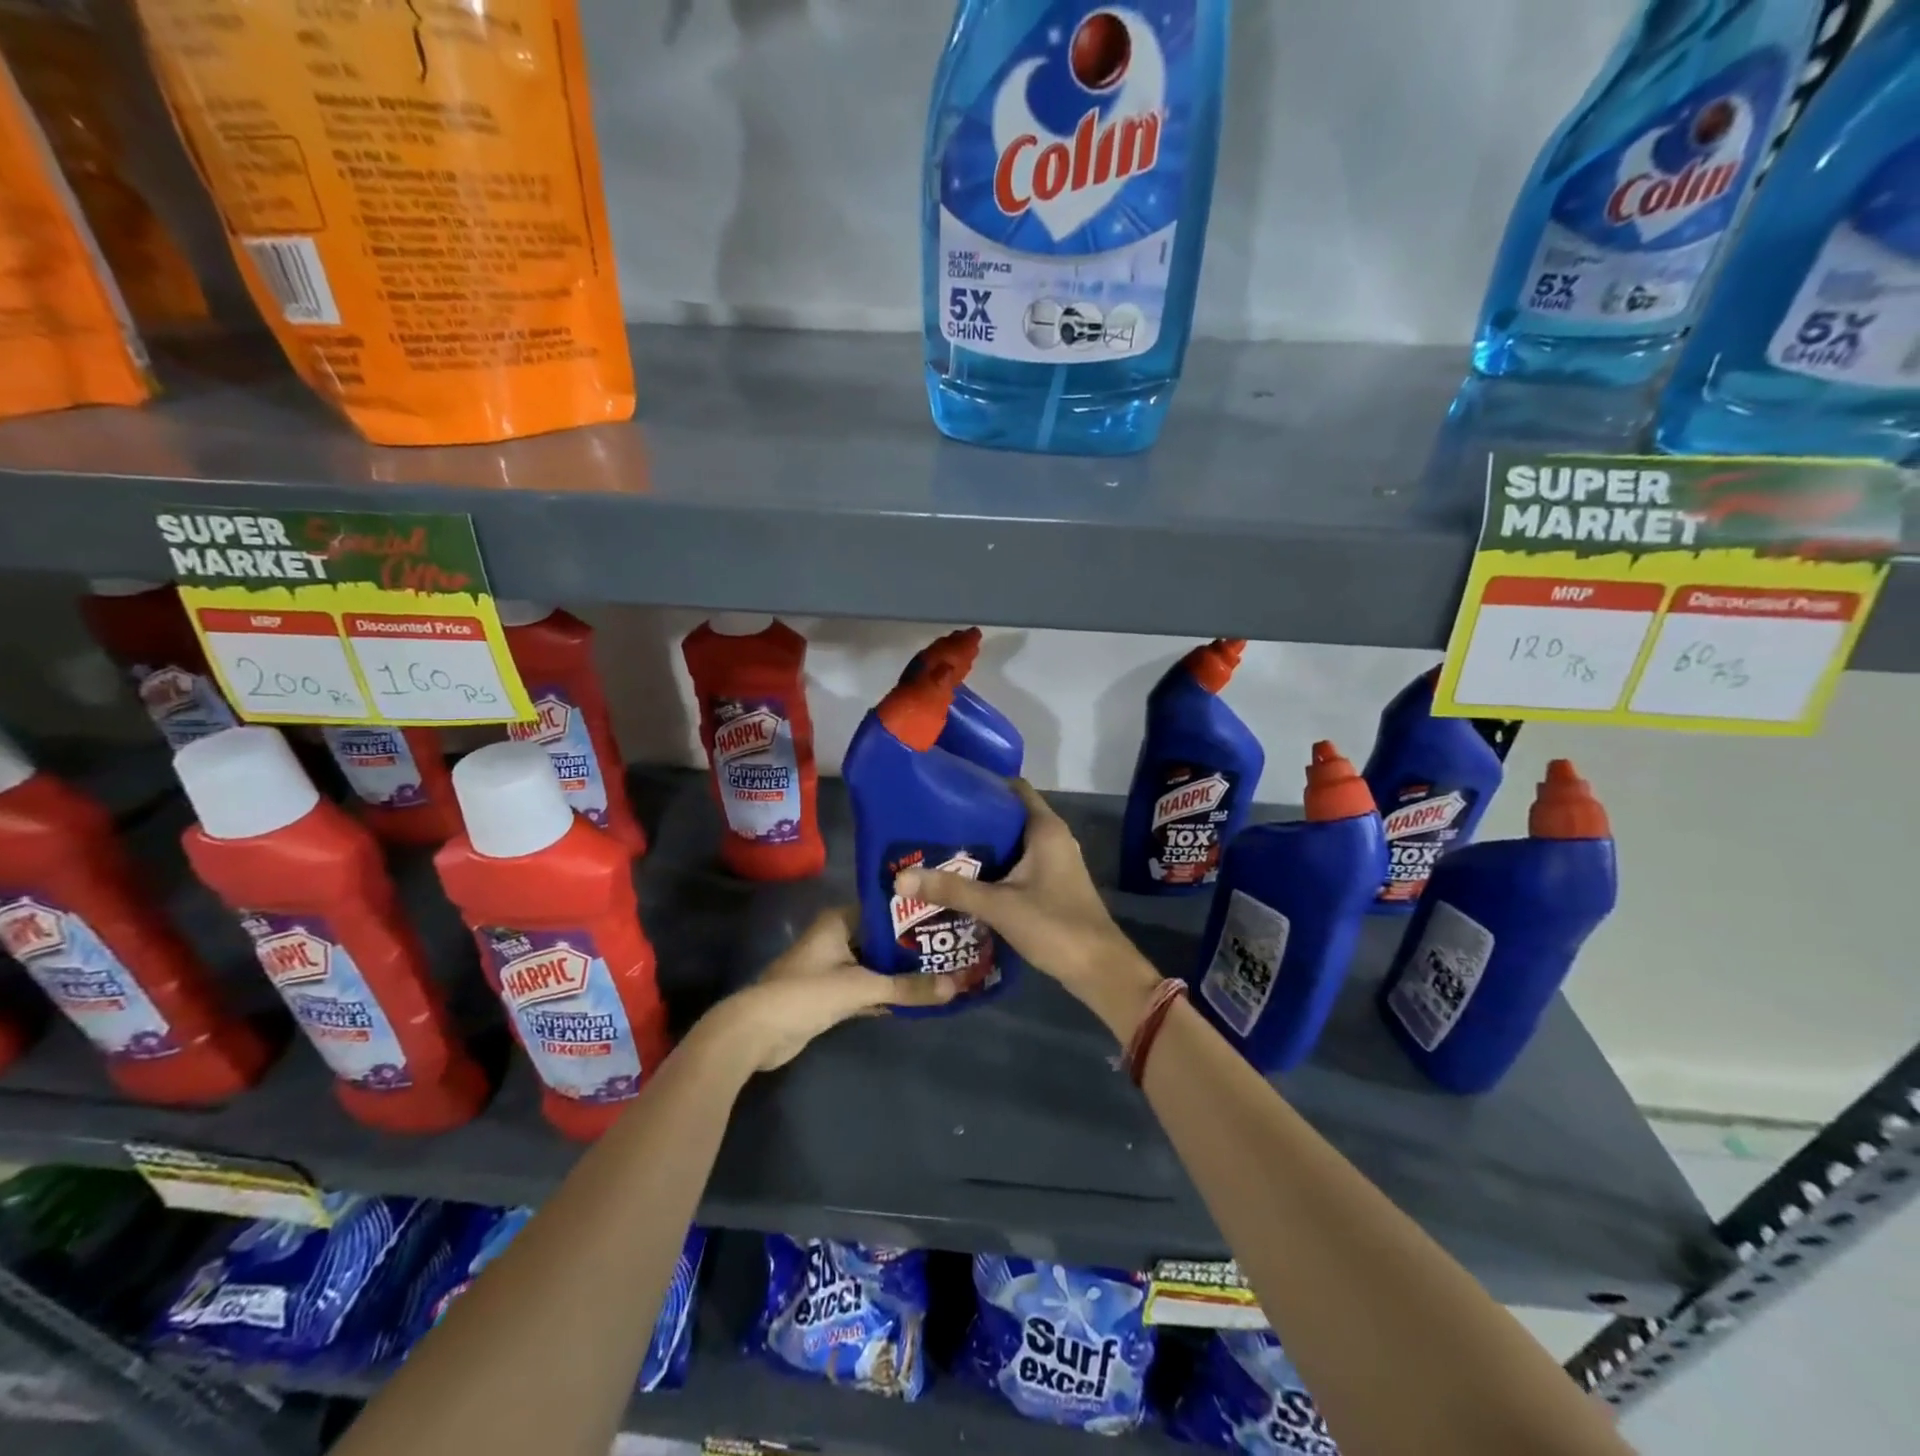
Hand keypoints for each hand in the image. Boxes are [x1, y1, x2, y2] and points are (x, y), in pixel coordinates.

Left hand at [718, 906, 962, 1071]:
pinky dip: (886, 993)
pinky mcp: (830, 995)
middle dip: (912, 946)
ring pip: (875, 964)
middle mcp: (836, 937)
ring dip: (900, 972)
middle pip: (882, 938)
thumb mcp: (861, 987)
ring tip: (942, 970)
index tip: (947, 917)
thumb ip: (907, 987)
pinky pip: (867, 987)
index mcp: (839, 920)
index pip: (885, 909)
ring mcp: (832, 967)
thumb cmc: (807, 993)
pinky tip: (916, 996)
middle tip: (952, 946)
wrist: (757, 1033)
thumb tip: (956, 987)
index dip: (914, 914)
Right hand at [892, 780, 1159, 1040]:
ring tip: (939, 848)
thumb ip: (951, 890)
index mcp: (1046, 829)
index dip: (982, 784)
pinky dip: (993, 868)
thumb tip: (900, 878)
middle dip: (973, 819)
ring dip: (981, 847)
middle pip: (1008, 816)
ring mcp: (1053, 863)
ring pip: (1011, 843)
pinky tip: (963, 879)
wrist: (1098, 970)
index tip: (946, 788)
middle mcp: (1052, 838)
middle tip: (931, 822)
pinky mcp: (1050, 885)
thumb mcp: (998, 905)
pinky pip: (1016, 865)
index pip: (1014, 788)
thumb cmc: (1054, 925)